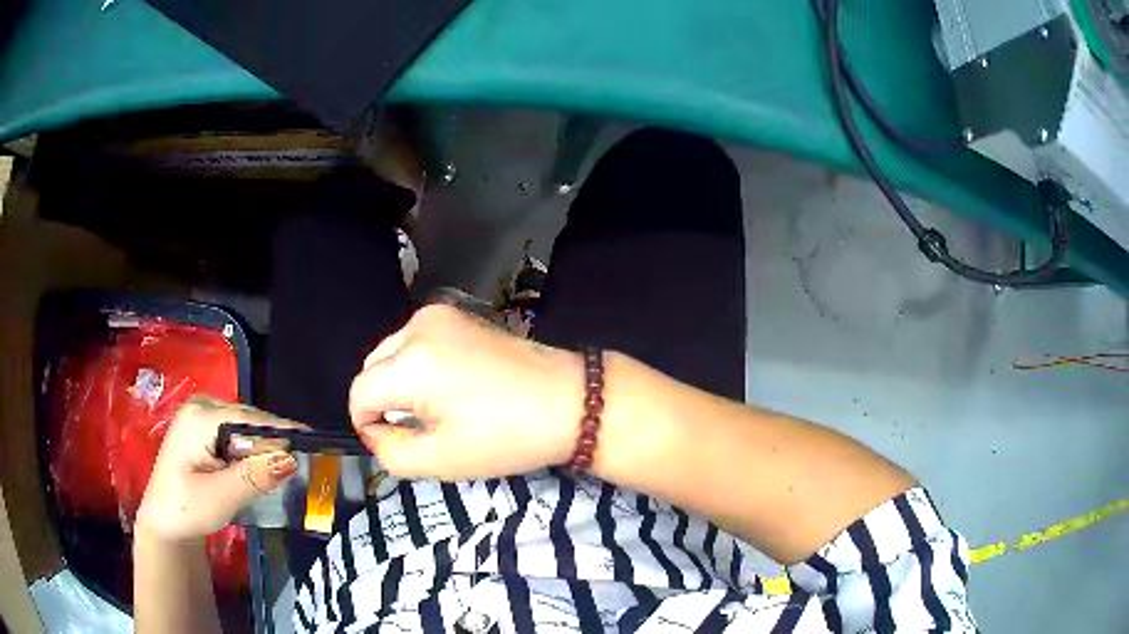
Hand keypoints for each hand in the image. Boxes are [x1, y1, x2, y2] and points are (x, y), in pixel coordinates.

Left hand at [135, 395, 299, 542]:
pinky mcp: (205, 427)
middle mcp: (202, 405)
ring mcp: (202, 414)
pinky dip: (254, 451)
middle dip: (274, 442)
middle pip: (250, 420)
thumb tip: (290, 459)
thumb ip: (253, 477)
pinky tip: (262, 468)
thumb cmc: (186, 510)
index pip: (250, 420)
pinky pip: (239, 433)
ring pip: (247, 426)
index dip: (282, 434)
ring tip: (288, 469)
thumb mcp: (220, 497)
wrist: (163, 521)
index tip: (316, 446)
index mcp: (200, 416)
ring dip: (265, 448)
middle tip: (305, 465)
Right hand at [349, 305, 582, 478]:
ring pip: (393, 354)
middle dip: (384, 403)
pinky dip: (419, 367)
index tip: (396, 444)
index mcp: (411, 361)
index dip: (367, 425)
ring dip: (400, 384)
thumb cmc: (508, 437)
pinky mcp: (461, 315)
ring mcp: (441, 314)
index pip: (360, 393)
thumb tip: (375, 430)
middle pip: (373, 369)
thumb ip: (390, 451)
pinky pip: (417, 343)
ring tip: (437, 410)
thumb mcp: (441, 460)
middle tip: (421, 431)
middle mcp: (419, 326)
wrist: (571, 401)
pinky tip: (452, 387)